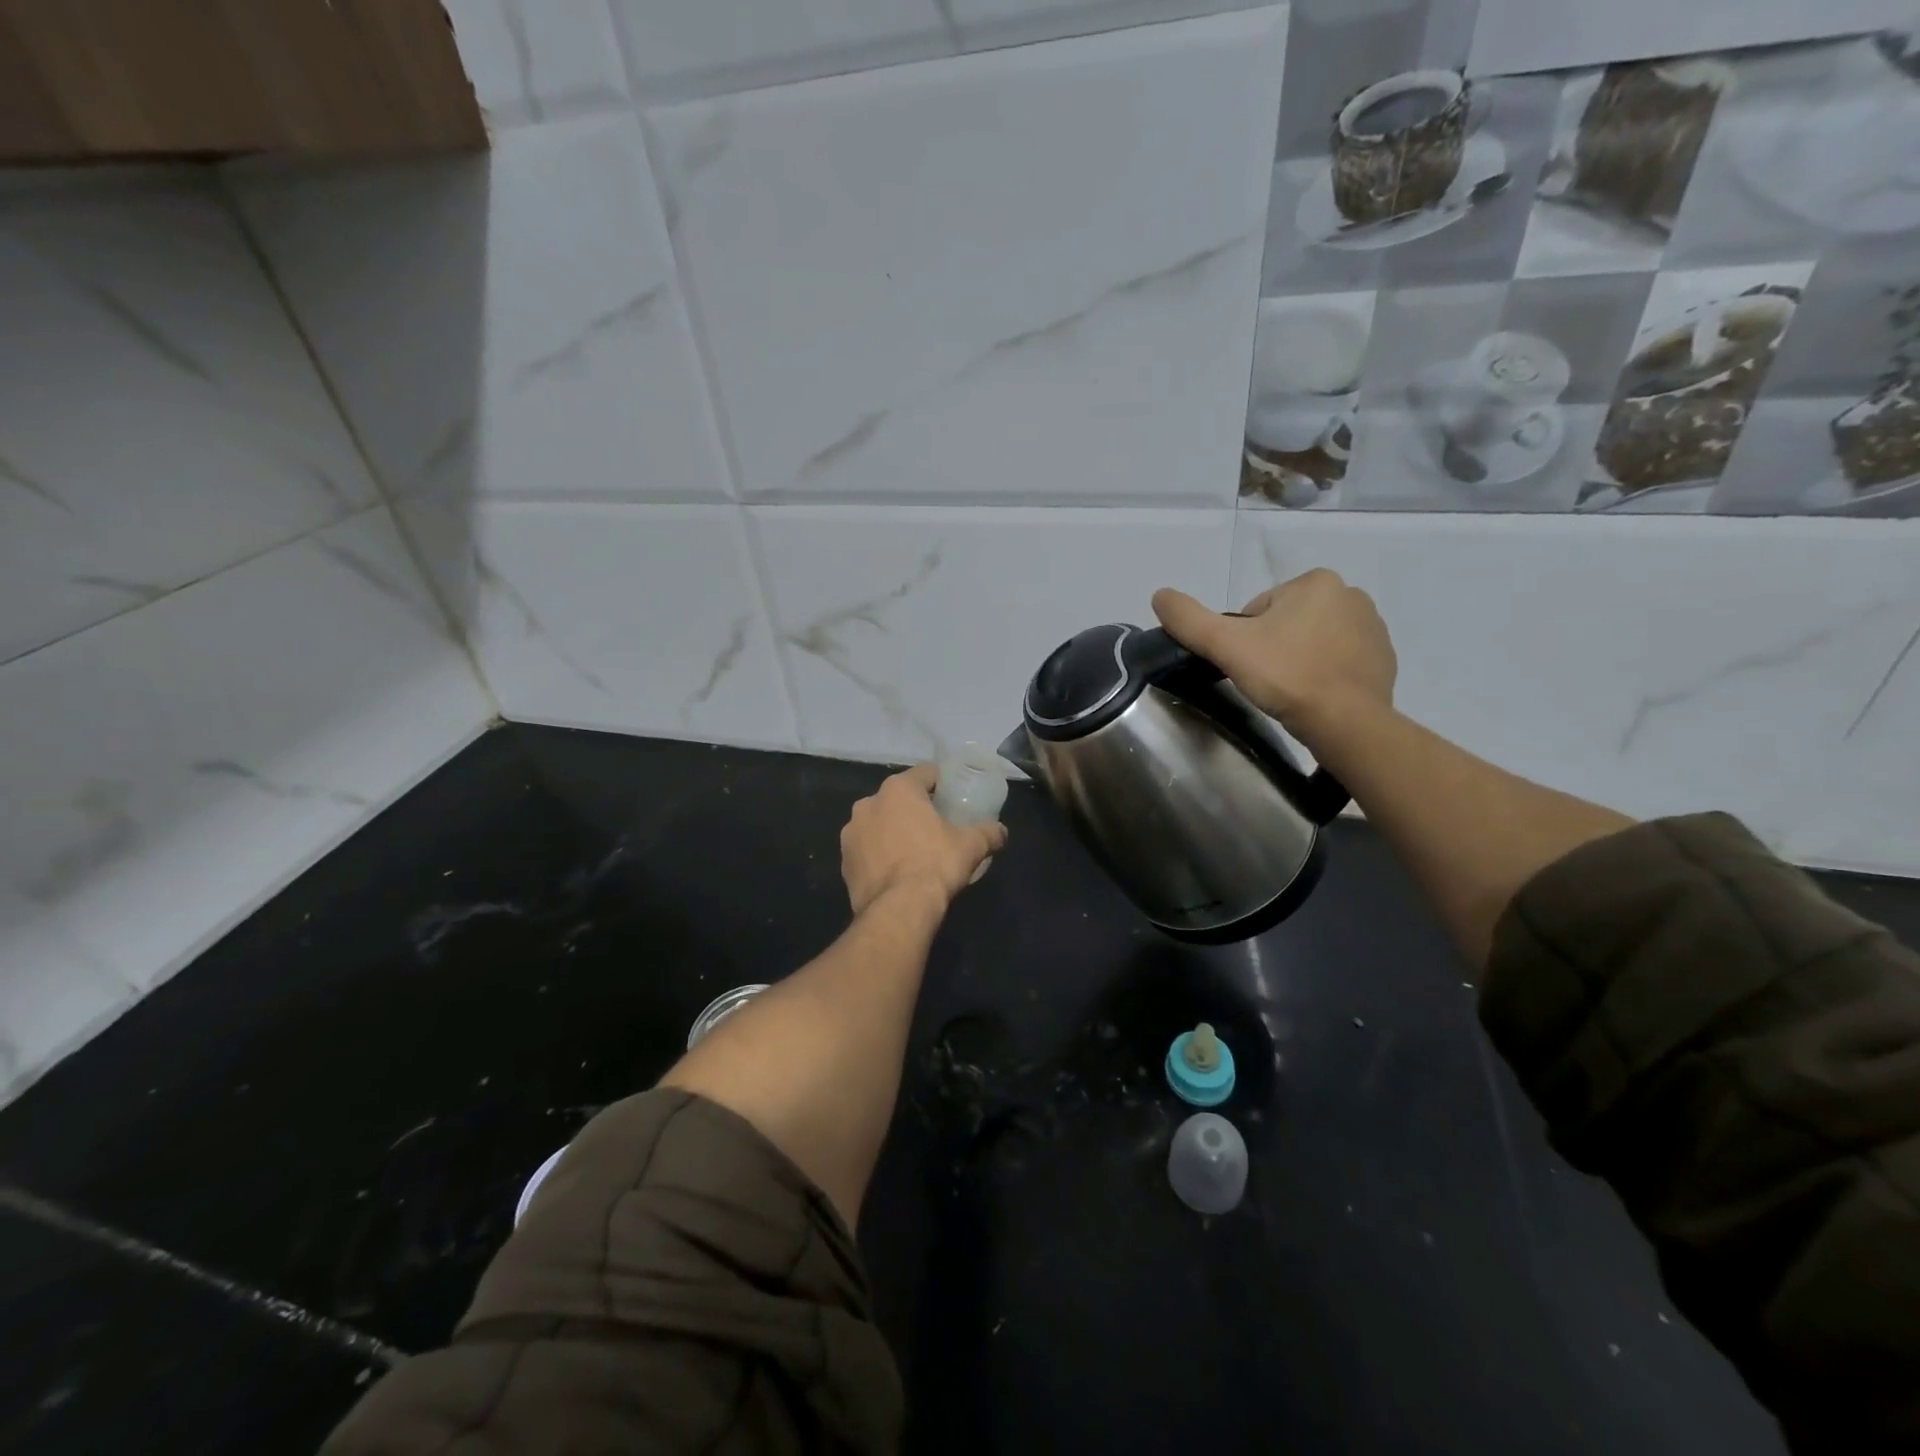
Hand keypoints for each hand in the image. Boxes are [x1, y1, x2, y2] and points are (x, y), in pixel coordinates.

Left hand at [841, 764, 1008, 916]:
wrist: (898, 909)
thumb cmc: (936, 864)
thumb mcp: (971, 846)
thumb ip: (989, 832)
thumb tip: (1001, 831)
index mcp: (898, 790)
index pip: (925, 773)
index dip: (942, 782)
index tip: (953, 796)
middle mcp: (868, 803)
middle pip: (898, 798)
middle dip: (914, 809)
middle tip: (935, 826)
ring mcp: (851, 833)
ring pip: (878, 823)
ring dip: (893, 831)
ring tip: (913, 851)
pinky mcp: (843, 861)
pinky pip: (866, 850)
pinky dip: (879, 855)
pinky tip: (895, 872)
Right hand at [1151, 569, 1395, 743]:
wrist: (1347, 723)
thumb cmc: (1286, 676)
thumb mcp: (1226, 645)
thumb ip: (1189, 619)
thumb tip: (1159, 594)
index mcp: (1316, 581)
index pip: (1259, 609)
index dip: (1244, 640)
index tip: (1248, 666)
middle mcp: (1351, 594)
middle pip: (1286, 622)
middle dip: (1273, 648)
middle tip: (1266, 681)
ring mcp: (1374, 627)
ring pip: (1313, 641)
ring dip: (1298, 660)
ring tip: (1291, 692)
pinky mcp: (1384, 659)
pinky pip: (1340, 661)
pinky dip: (1325, 675)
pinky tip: (1316, 697)